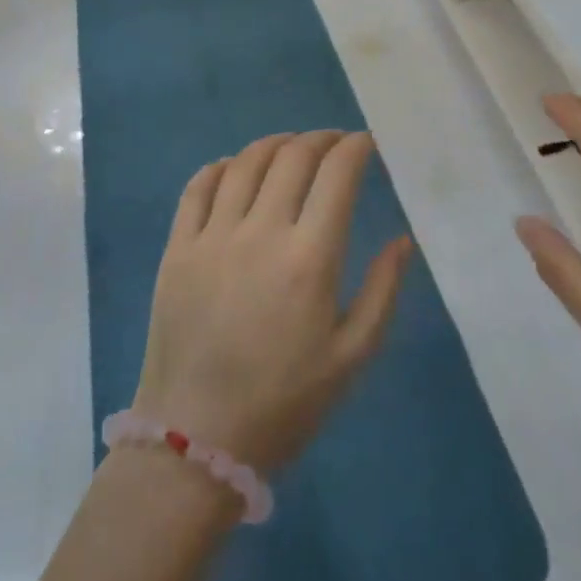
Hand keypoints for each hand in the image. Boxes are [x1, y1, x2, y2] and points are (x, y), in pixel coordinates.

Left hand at [132, 130, 414, 473]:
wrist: (195, 441)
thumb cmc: (284, 403)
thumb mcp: (352, 356)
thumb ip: (383, 291)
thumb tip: (403, 240)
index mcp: (309, 258)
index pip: (337, 174)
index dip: (357, 147)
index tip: (368, 144)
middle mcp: (260, 232)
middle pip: (293, 156)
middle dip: (321, 139)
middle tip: (336, 143)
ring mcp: (212, 237)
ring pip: (245, 162)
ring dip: (276, 143)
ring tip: (292, 147)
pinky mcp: (176, 248)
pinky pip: (197, 187)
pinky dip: (221, 166)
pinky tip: (235, 168)